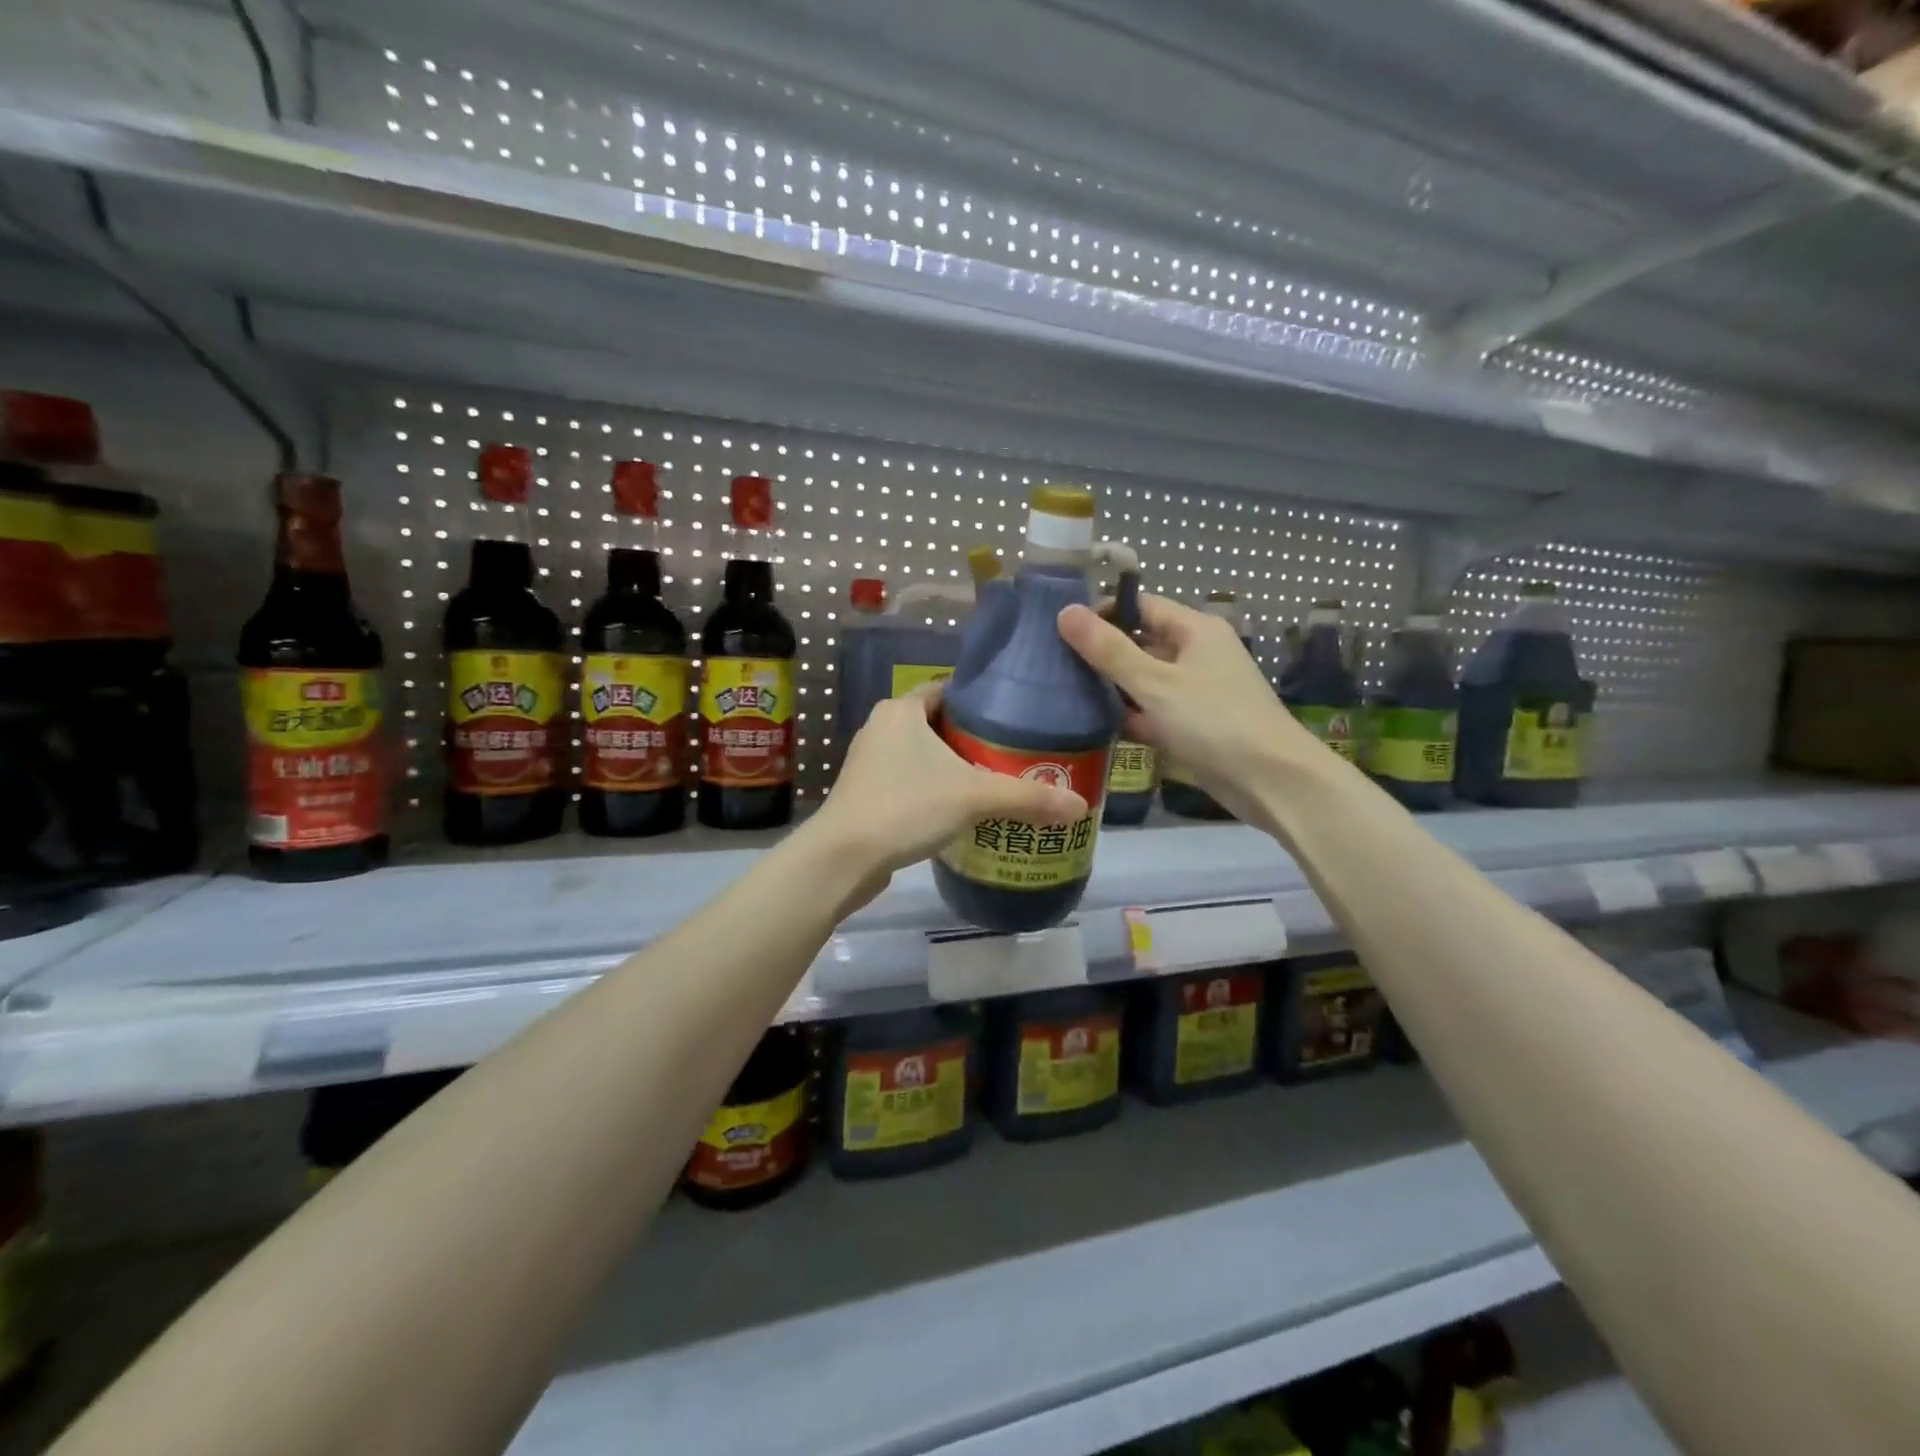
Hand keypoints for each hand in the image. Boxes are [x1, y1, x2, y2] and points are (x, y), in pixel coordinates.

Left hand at [806, 683, 1086, 883]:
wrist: (843, 858)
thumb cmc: (905, 807)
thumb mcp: (973, 797)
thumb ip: (1027, 798)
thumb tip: (1081, 806)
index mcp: (901, 710)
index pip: (948, 690)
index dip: (981, 701)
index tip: (1015, 717)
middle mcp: (881, 728)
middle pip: (937, 724)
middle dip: (972, 738)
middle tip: (1014, 754)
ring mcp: (869, 762)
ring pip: (921, 755)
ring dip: (952, 767)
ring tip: (994, 781)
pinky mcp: (865, 794)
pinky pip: (908, 780)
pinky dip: (933, 789)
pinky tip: (959, 810)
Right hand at [1057, 594, 1322, 821]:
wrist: (1272, 782)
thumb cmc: (1214, 722)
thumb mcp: (1155, 683)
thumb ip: (1109, 650)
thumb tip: (1065, 611)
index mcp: (1196, 630)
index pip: (1142, 606)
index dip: (1103, 613)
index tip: (1061, 630)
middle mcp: (1198, 654)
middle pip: (1142, 643)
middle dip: (1102, 653)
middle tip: (1054, 665)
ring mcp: (1198, 692)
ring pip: (1145, 681)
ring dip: (1112, 688)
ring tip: (1064, 694)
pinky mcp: (1195, 726)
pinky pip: (1154, 712)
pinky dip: (1129, 717)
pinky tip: (1093, 726)